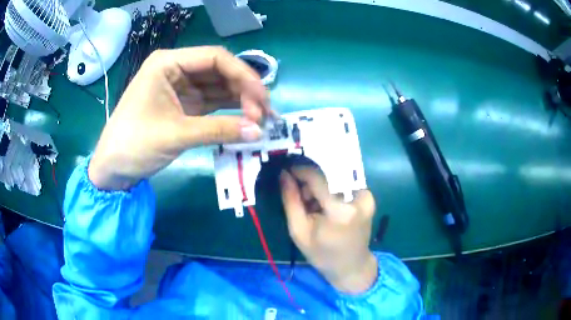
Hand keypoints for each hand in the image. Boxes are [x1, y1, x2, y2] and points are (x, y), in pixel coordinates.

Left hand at [89, 47, 269, 189]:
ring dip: (240, 102)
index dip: (243, 75)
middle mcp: (176, 70)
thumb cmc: (134, 144)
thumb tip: (259, 131)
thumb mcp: (175, 134)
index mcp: (168, 63)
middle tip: (265, 115)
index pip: (215, 58)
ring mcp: (181, 88)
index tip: (263, 99)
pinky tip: (245, 121)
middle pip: (220, 72)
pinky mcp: (183, 106)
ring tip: (261, 120)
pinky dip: (229, 112)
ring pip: (219, 87)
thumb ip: (218, 130)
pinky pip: (212, 103)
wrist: (112, 169)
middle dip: (244, 91)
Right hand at [280, 168, 377, 293]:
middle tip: (302, 201)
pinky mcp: (368, 198)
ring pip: (335, 179)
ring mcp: (366, 197)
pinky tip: (327, 208)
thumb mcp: (299, 231)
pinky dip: (332, 192)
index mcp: (340, 211)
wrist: (351, 266)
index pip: (317, 177)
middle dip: (310, 183)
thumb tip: (284, 174)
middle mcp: (358, 198)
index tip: (287, 172)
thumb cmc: (322, 254)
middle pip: (326, 176)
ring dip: (321, 188)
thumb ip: (291, 200)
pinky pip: (344, 185)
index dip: (299, 171)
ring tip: (314, 208)